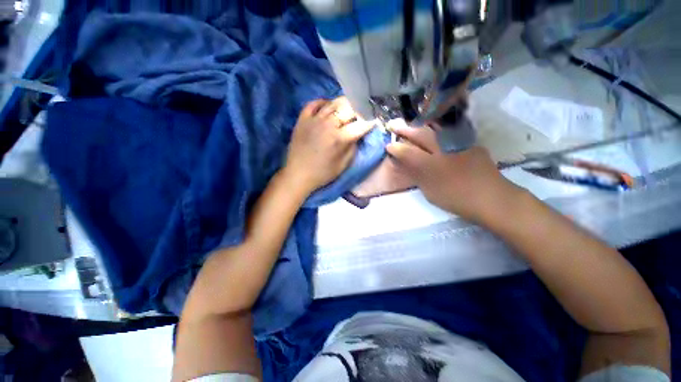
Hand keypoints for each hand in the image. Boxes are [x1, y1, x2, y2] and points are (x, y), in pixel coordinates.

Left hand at [284, 97, 373, 193]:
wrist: (298, 174)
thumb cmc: (323, 173)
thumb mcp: (343, 165)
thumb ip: (353, 148)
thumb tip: (357, 135)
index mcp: (339, 138)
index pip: (360, 125)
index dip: (370, 122)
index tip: (374, 121)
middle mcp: (328, 124)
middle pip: (348, 109)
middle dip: (359, 110)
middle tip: (361, 114)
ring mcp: (314, 119)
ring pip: (333, 103)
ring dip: (343, 104)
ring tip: (348, 108)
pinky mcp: (302, 119)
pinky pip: (313, 103)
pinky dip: (323, 102)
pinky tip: (328, 106)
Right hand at [386, 123, 523, 223]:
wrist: (491, 197)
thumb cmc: (456, 198)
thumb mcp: (429, 191)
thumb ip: (416, 175)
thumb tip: (404, 165)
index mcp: (430, 165)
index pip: (407, 152)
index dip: (396, 148)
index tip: (388, 145)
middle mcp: (442, 149)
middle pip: (420, 134)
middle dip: (404, 128)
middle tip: (392, 124)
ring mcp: (457, 143)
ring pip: (435, 128)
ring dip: (419, 124)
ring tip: (410, 121)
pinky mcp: (469, 142)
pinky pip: (448, 131)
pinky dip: (436, 128)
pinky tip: (433, 129)